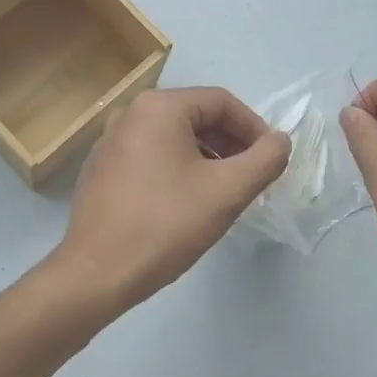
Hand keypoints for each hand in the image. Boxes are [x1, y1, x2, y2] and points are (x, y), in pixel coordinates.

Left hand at [54, 86, 289, 314]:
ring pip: (174, 137)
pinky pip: (151, 155)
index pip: (222, 102)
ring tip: (224, 191)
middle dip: (231, 143)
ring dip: (207, 157)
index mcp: (159, 107)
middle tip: (252, 177)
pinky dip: (178, 168)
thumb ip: (264, 159)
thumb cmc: (166, 225)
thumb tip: (280, 140)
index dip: (254, 128)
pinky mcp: (102, 168)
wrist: (96, 273)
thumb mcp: (227, 191)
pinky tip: (187, 201)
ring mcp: (110, 140)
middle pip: (197, 116)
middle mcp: (130, 113)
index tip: (271, 159)